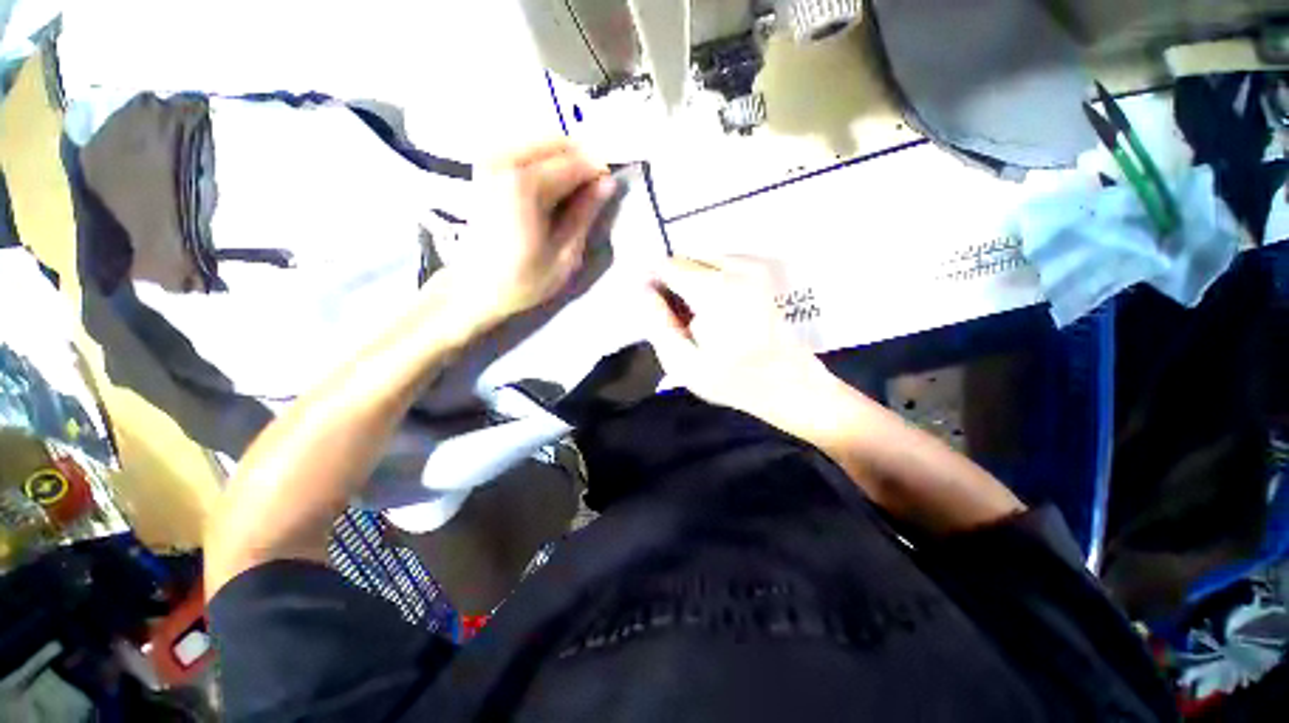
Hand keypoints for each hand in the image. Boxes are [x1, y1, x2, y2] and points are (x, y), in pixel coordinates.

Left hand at [461, 139, 614, 319]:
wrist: (475, 286)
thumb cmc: (523, 279)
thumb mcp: (565, 255)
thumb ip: (585, 214)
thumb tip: (607, 183)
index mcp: (526, 186)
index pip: (575, 163)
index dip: (598, 172)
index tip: (610, 188)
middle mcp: (504, 161)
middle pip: (557, 142)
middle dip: (581, 160)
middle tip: (593, 190)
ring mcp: (490, 158)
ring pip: (541, 140)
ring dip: (564, 159)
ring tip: (574, 191)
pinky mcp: (484, 163)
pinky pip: (524, 146)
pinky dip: (544, 159)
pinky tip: (551, 186)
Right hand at [644, 256, 828, 426]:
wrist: (789, 382)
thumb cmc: (734, 380)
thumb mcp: (684, 363)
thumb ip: (657, 324)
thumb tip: (642, 289)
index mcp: (715, 289)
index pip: (666, 266)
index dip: (653, 284)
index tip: (655, 309)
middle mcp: (736, 267)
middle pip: (684, 260)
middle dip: (673, 284)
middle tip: (678, 320)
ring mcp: (753, 266)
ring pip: (701, 261)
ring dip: (691, 283)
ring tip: (699, 318)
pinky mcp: (762, 271)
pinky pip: (720, 265)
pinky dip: (710, 282)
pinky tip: (717, 311)